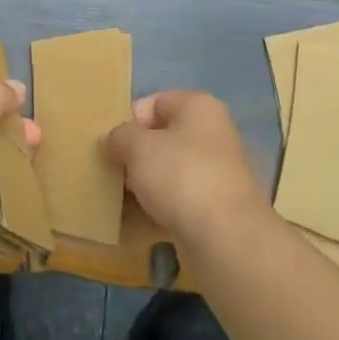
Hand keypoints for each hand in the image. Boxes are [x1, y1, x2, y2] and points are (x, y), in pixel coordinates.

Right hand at [106, 90, 272, 252]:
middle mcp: (214, 133)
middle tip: (114, 172)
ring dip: (146, 184)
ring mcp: (219, 172)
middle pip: (164, 138)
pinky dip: (161, 208)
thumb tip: (112, 139)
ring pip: (171, 171)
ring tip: (122, 200)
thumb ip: (120, 136)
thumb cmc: (180, 175)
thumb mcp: (137, 147)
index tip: (113, 144)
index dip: (131, 120)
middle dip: (137, 155)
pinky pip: (180, 200)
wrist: (226, 237)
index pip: (155, 102)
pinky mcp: (218, 207)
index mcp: (199, 106)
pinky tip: (140, 222)